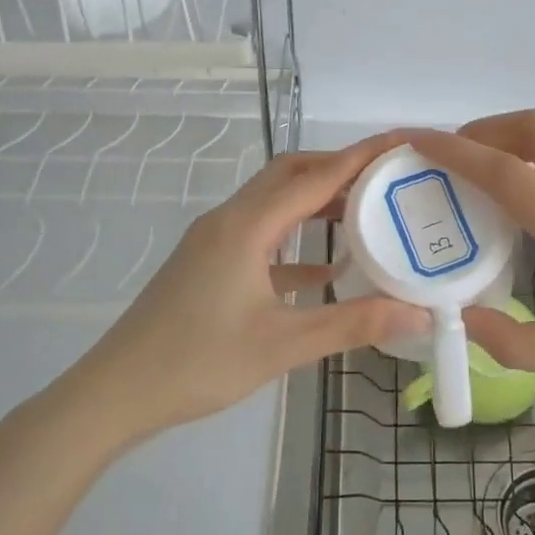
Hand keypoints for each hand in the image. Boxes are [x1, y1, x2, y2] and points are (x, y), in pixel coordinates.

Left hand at [51, 133, 431, 444]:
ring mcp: (214, 240)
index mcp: (247, 226)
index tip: (399, 142)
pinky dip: (293, 240)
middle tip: (384, 178)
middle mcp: (229, 220)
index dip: (359, 157)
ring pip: (272, 203)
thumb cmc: (199, 362)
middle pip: (289, 174)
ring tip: (362, 213)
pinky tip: (323, 270)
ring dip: (314, 201)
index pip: (314, 177)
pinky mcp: (207, 263)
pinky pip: (259, 236)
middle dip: (336, 169)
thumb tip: (417, 314)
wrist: (116, 391)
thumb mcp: (283, 345)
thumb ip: (353, 324)